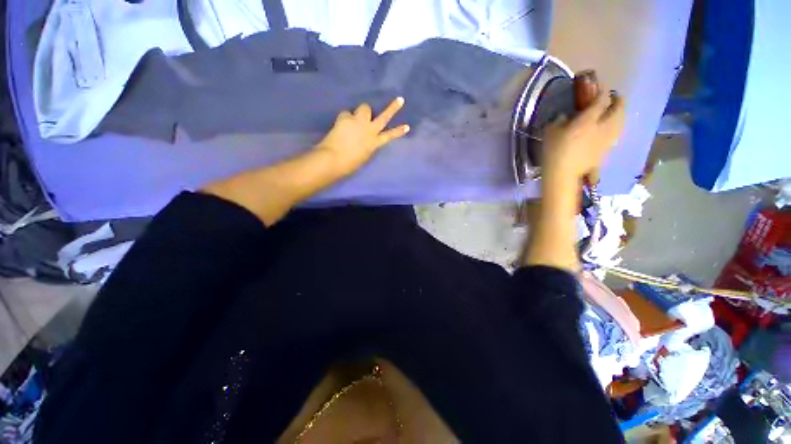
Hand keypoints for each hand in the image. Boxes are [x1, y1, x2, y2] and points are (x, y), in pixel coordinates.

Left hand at [314, 98, 410, 176]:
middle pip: (383, 117)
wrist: (333, 159)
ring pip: (365, 108)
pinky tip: (340, 125)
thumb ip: (366, 146)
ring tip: (355, 118)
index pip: (389, 136)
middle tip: (400, 100)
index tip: (407, 126)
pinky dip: (345, 118)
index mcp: (374, 144)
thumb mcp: (363, 157)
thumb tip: (364, 139)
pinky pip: (347, 113)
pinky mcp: (346, 118)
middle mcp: (369, 130)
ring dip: (362, 111)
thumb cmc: (348, 164)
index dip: (398, 131)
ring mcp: (359, 122)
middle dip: (393, 108)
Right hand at [542, 90, 625, 182]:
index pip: (601, 100)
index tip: (600, 89)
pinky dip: (616, 128)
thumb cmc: (554, 151)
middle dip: (618, 101)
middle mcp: (603, 126)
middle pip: (618, 109)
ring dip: (620, 114)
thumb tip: (566, 116)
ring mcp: (607, 139)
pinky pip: (616, 133)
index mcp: (588, 119)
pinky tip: (611, 129)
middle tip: (613, 98)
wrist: (563, 174)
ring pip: (621, 121)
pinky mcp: (607, 149)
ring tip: (615, 113)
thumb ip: (560, 120)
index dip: (602, 92)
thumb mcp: (551, 132)